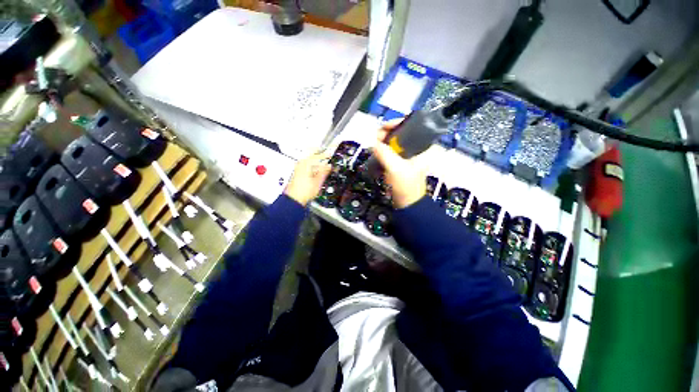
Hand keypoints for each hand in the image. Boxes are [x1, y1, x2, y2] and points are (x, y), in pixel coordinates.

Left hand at [284, 151, 331, 205]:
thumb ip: (324, 171)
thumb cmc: (303, 191)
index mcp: (306, 163)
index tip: (330, 154)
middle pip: (312, 156)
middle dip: (320, 155)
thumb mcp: (318, 181)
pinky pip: (306, 165)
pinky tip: (316, 170)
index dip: (325, 155)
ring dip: (316, 161)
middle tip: (326, 155)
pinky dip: (312, 166)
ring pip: (309, 160)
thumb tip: (329, 166)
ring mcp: (298, 168)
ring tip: (323, 163)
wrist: (294, 199)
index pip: (318, 155)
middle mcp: (301, 164)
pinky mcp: (297, 173)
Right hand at [373, 121, 426, 208]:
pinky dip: (384, 149)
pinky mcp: (402, 161)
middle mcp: (419, 147)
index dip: (396, 123)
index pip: (412, 125)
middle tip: (377, 139)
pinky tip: (377, 151)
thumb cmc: (406, 186)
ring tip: (375, 145)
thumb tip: (374, 144)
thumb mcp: (395, 169)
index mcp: (424, 146)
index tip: (383, 128)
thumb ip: (385, 154)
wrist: (407, 203)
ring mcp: (410, 154)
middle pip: (401, 132)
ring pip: (395, 141)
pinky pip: (392, 150)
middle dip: (387, 133)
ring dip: (384, 141)